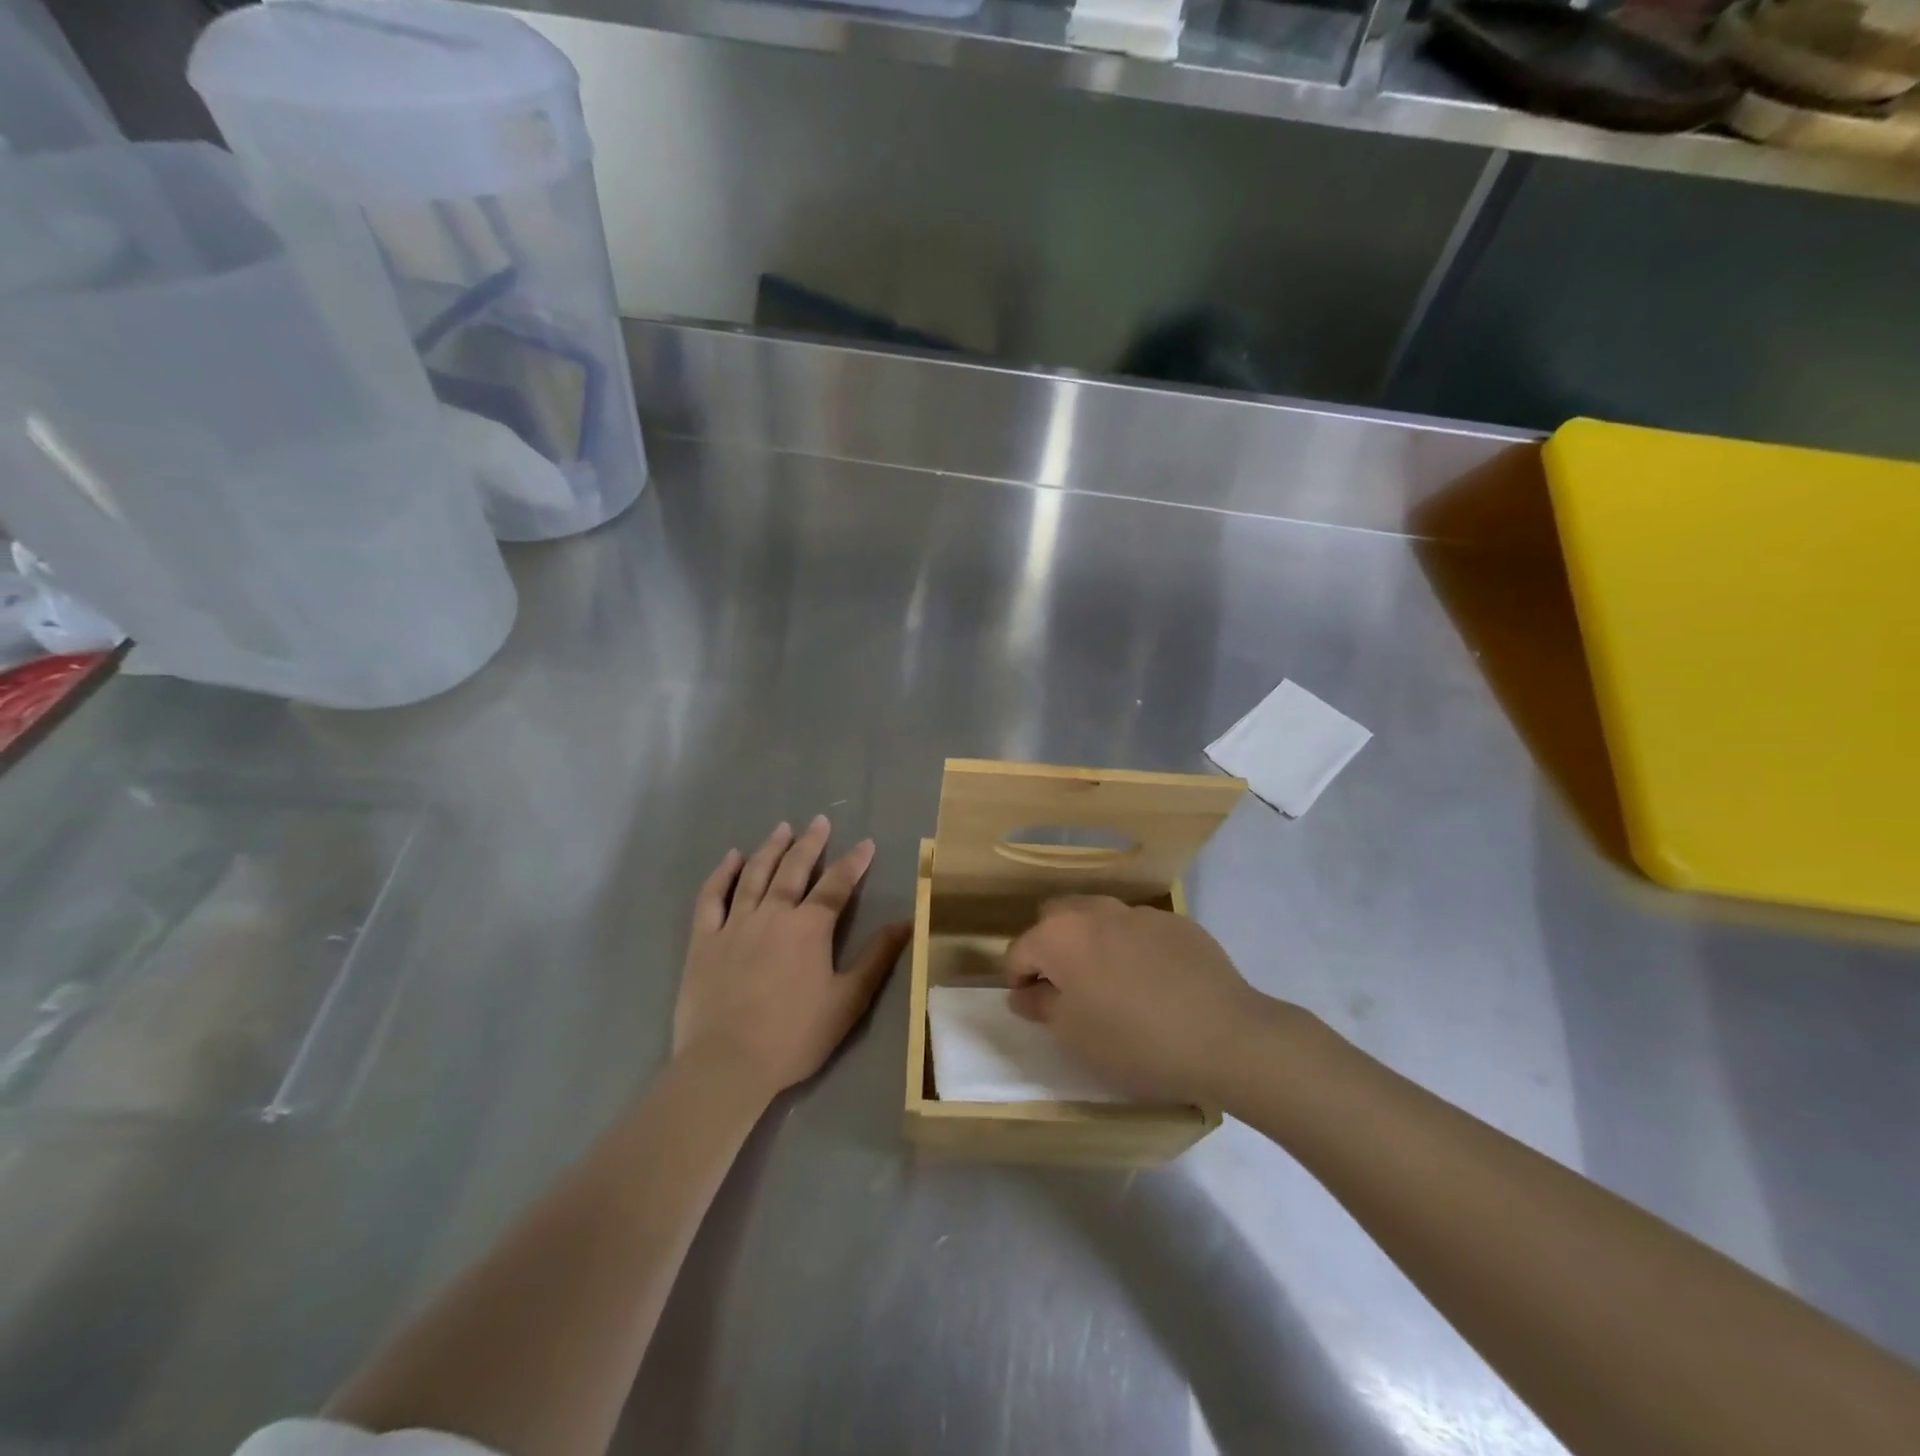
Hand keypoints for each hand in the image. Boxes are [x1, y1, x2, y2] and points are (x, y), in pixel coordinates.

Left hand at [675, 817, 910, 1098]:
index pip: (837, 885)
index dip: (854, 862)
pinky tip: (731, 857)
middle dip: (810, 843)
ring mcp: (734, 924)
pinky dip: (721, 874)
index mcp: (809, 928)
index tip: (866, 843)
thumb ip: (877, 958)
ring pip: (754, 874)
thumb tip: (906, 922)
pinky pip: (712, 897)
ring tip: (781, 828)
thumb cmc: (794, 1036)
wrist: (727, 1064)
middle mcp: (773, 914)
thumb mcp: (848, 1001)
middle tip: (819, 821)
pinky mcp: (704, 940)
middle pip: (794, 869)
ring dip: (770, 848)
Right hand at [1004, 896, 1277, 1104]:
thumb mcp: (1073, 1035)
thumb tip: (1024, 992)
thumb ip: (1040, 1006)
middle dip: (1052, 948)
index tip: (1032, 1007)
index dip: (1018, 979)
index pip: (1019, 950)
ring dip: (1093, 944)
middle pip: (1056, 920)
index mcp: (1060, 935)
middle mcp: (1094, 911)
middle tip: (1067, 989)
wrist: (1224, 1036)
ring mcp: (1139, 913)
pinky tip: (1155, 983)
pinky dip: (1134, 949)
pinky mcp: (1177, 923)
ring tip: (1113, 985)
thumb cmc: (1133, 1041)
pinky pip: (1140, 930)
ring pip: (1099, 919)